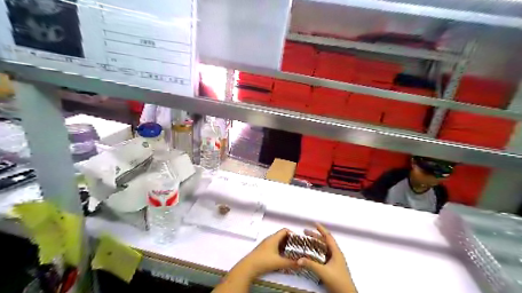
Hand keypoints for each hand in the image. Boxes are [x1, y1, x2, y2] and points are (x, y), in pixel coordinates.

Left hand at [233, 229, 296, 278]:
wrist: (248, 267)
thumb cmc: (263, 261)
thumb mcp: (279, 262)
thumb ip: (291, 263)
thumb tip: (300, 263)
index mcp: (274, 238)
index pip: (285, 230)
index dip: (292, 233)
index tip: (298, 240)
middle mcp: (269, 239)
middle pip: (282, 236)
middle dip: (290, 241)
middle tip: (297, 247)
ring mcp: (265, 244)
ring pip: (277, 241)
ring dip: (285, 246)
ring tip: (291, 252)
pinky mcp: (263, 250)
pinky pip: (274, 246)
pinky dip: (279, 249)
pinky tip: (282, 257)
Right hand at [297, 223, 358, 291]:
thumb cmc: (338, 281)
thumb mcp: (323, 272)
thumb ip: (311, 265)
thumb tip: (299, 259)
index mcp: (336, 252)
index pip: (328, 237)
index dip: (321, 229)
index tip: (314, 223)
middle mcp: (336, 254)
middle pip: (325, 241)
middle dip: (315, 236)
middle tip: (305, 232)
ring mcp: (335, 261)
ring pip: (324, 248)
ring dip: (316, 244)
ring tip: (307, 241)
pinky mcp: (333, 267)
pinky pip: (324, 255)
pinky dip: (317, 252)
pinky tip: (312, 254)